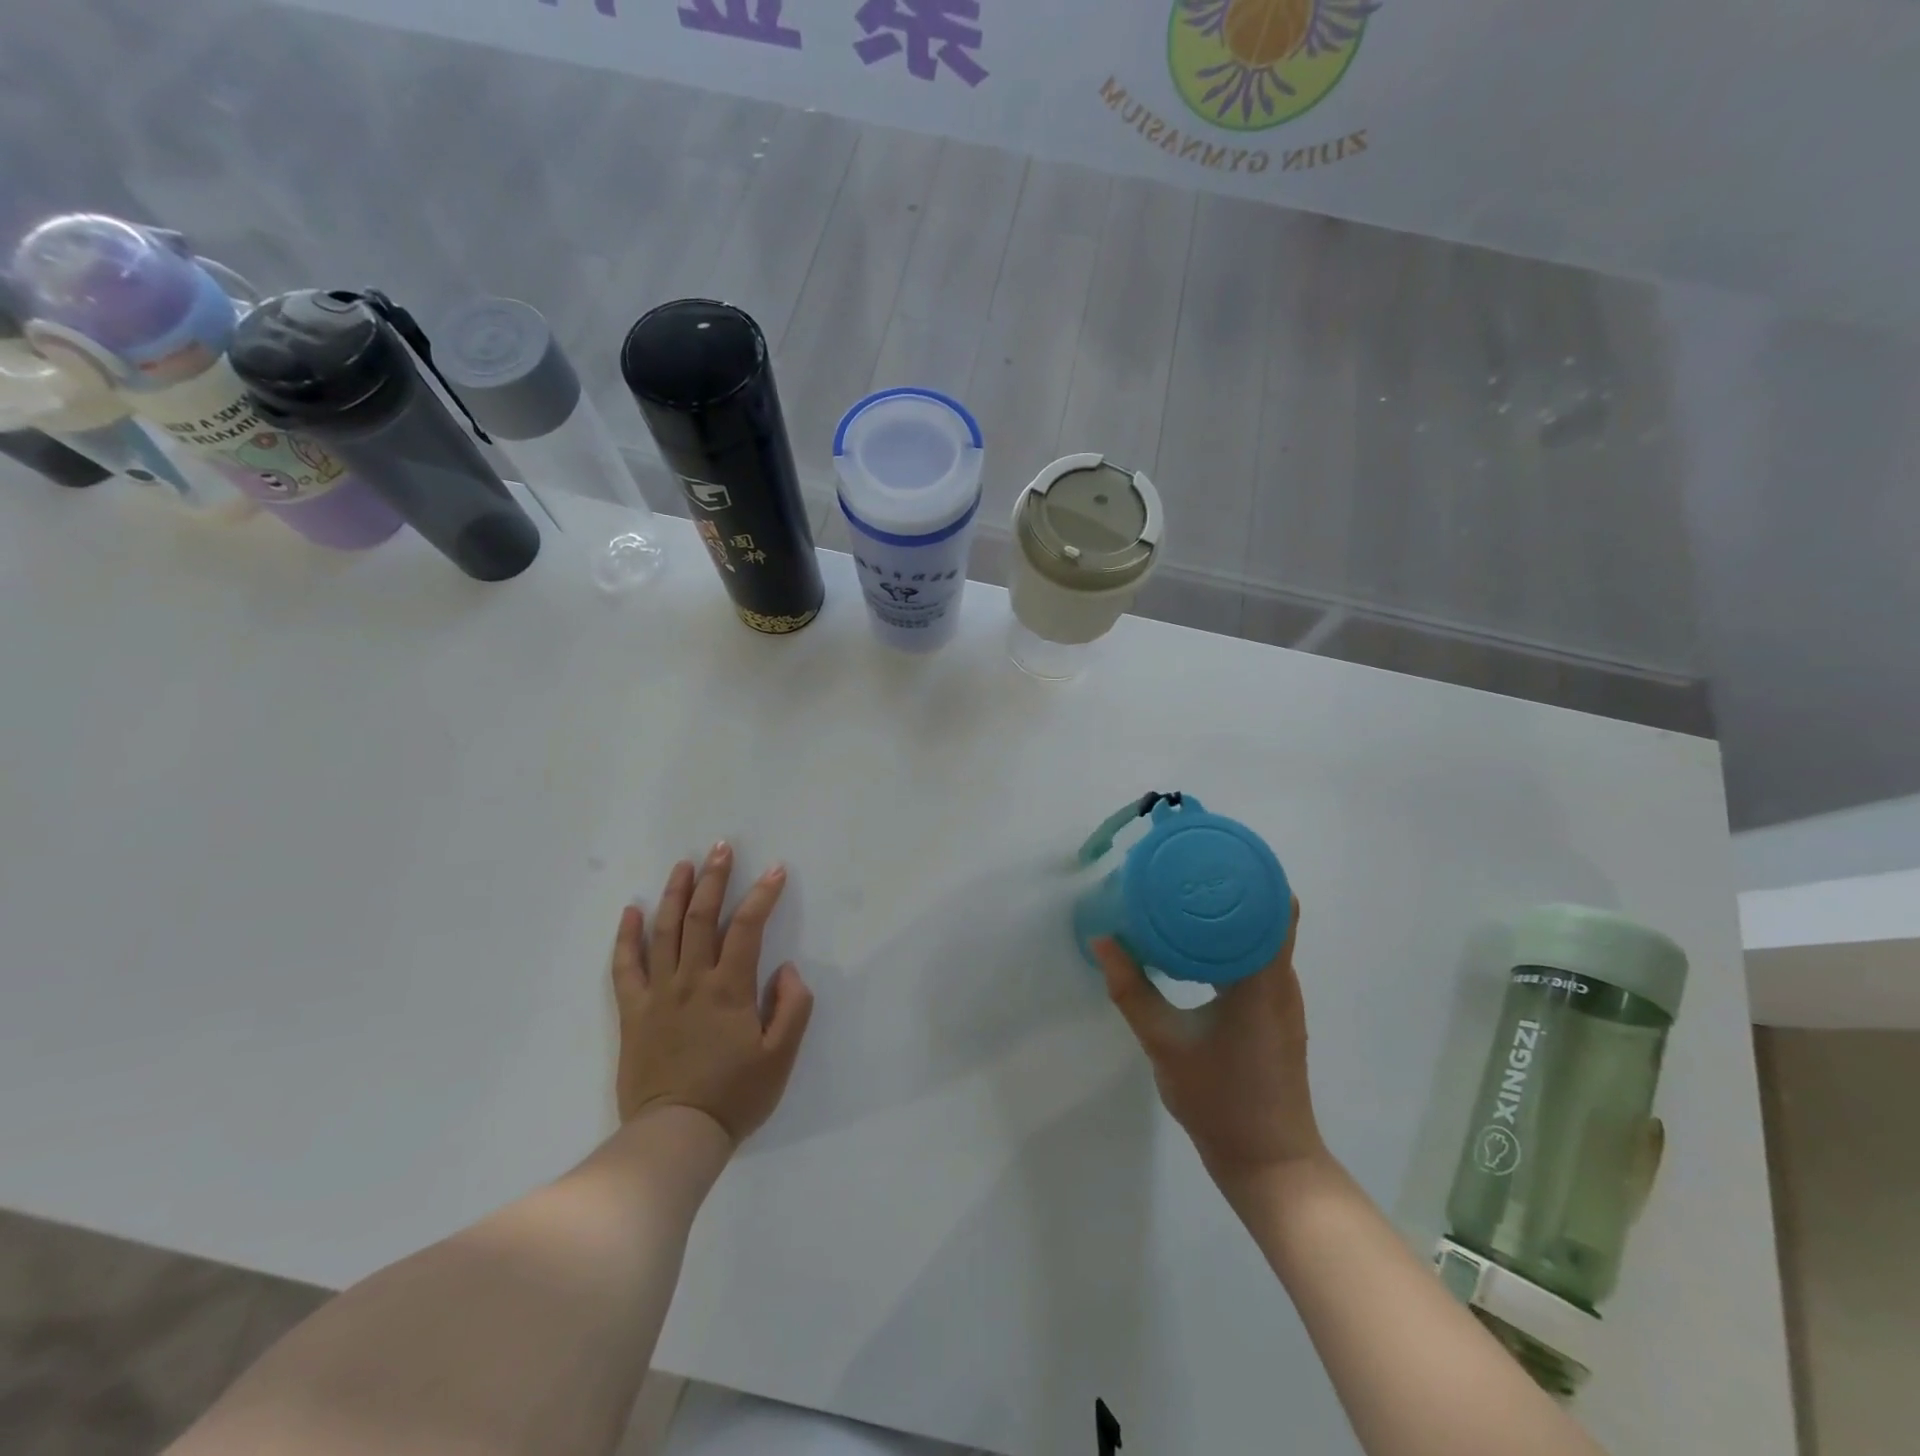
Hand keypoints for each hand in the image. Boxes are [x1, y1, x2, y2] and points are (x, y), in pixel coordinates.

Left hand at [612, 843, 813, 1143]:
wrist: (675, 1136)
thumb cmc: (734, 1096)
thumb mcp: (781, 1057)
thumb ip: (792, 1007)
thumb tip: (786, 969)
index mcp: (729, 988)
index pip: (748, 927)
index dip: (763, 894)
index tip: (775, 870)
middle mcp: (691, 980)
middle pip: (701, 917)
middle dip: (713, 878)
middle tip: (721, 847)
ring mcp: (657, 994)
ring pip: (664, 931)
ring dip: (674, 893)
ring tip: (683, 864)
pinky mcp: (633, 1012)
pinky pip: (625, 967)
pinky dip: (627, 936)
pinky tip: (632, 911)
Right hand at [1093, 897, 1325, 1188]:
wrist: (1269, 1164)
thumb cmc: (1220, 1101)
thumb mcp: (1164, 1044)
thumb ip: (1131, 991)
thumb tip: (1103, 940)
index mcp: (1262, 979)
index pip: (1273, 906)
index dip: (1249, 873)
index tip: (1211, 853)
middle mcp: (1281, 981)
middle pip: (1268, 913)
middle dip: (1232, 886)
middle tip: (1187, 869)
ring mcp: (1281, 1000)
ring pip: (1263, 937)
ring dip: (1231, 914)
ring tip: (1187, 896)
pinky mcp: (1274, 1017)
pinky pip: (1257, 959)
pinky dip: (1231, 941)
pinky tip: (1197, 945)